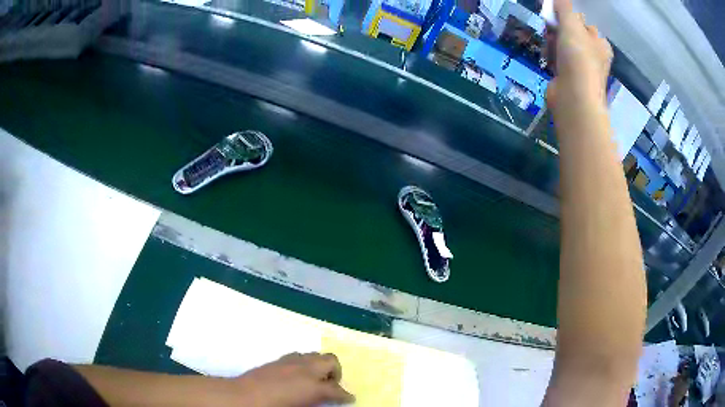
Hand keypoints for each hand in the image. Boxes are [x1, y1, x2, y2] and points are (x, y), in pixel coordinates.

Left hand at [232, 352, 354, 406]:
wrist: (243, 397)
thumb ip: (315, 402)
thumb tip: (322, 400)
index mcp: (313, 386)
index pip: (337, 390)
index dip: (346, 395)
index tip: (350, 398)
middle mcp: (305, 369)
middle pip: (331, 361)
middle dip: (336, 373)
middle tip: (331, 386)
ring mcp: (291, 361)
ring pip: (315, 355)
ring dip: (321, 366)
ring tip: (315, 380)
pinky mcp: (279, 359)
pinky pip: (299, 356)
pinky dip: (306, 363)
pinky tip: (298, 375)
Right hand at [546, 0, 612, 110]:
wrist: (574, 98)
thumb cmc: (578, 59)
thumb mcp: (572, 25)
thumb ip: (565, 8)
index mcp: (600, 43)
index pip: (583, 22)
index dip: (568, 16)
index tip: (555, 15)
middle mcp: (594, 55)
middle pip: (571, 32)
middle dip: (558, 29)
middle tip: (551, 29)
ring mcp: (582, 68)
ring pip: (563, 45)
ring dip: (552, 42)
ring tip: (550, 46)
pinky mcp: (569, 77)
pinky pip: (558, 59)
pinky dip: (552, 56)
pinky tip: (549, 58)